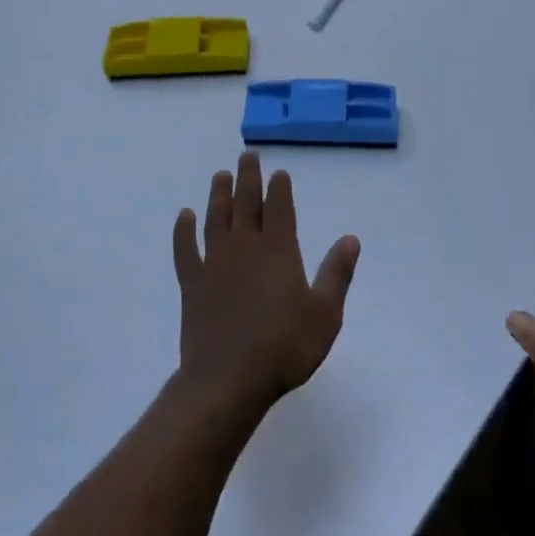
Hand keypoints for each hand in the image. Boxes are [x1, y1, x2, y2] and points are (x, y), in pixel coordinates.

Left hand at [172, 153, 360, 418]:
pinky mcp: (192, 283)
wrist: (228, 379)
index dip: (279, 187)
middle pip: (245, 202)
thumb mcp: (325, 314)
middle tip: (247, 156)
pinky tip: (184, 216)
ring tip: (220, 175)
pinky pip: (185, 249)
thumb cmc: (284, 347)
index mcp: (278, 249)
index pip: (279, 207)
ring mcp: (214, 262)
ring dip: (218, 194)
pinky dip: (183, 230)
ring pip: (215, 217)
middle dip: (248, 177)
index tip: (279, 172)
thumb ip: (336, 273)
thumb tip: (351, 239)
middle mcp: (245, 246)